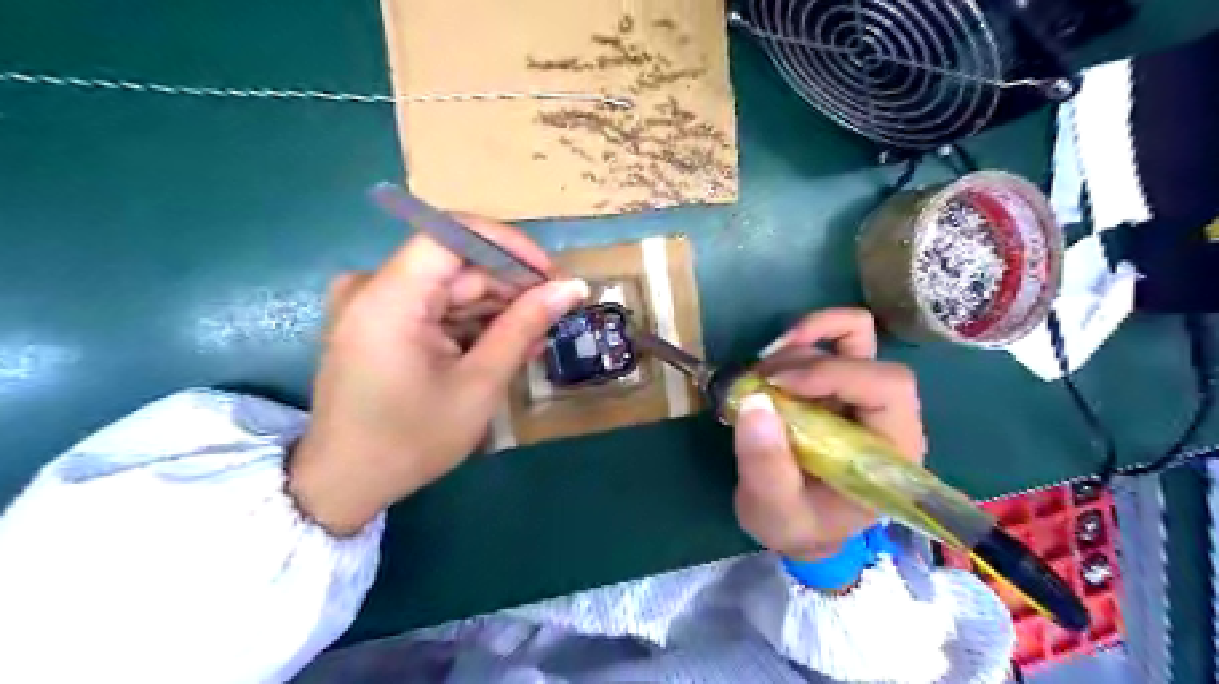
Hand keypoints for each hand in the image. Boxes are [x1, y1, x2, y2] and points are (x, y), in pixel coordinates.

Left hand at [289, 215, 588, 536]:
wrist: (346, 484)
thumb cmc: (412, 439)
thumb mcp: (479, 383)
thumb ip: (524, 326)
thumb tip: (572, 287)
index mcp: (389, 297)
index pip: (453, 235)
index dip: (509, 246)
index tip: (549, 275)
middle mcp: (373, 287)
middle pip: (456, 264)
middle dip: (509, 287)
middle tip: (554, 316)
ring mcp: (373, 304)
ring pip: (450, 287)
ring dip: (496, 309)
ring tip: (536, 338)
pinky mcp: (378, 322)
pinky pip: (435, 307)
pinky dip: (471, 323)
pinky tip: (504, 345)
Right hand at [732, 311, 924, 561]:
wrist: (801, 526)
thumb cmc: (799, 525)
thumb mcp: (776, 511)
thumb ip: (766, 466)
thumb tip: (754, 402)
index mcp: (891, 450)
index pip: (886, 387)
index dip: (833, 374)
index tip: (776, 387)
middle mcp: (886, 414)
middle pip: (865, 354)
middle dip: (806, 360)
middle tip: (757, 383)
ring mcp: (862, 394)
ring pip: (848, 336)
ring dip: (795, 349)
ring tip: (755, 381)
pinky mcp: (839, 384)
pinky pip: (833, 339)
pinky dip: (801, 338)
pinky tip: (771, 361)